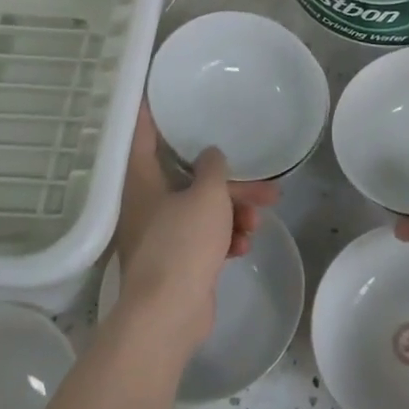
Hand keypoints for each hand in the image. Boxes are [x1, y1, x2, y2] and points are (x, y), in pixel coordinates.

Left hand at [112, 106, 280, 352]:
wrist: (168, 315)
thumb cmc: (182, 244)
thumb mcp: (206, 196)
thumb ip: (212, 168)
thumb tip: (210, 155)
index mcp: (142, 182)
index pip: (143, 136)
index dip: (152, 113)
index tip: (160, 93)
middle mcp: (147, 204)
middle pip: (191, 180)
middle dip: (230, 184)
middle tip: (266, 186)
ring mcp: (161, 235)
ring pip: (203, 211)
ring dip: (233, 213)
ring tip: (258, 221)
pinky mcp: (177, 263)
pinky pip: (205, 239)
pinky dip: (225, 238)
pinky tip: (244, 245)